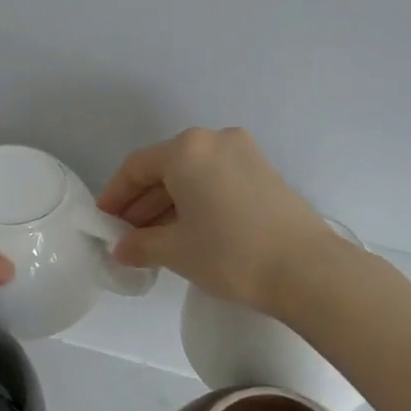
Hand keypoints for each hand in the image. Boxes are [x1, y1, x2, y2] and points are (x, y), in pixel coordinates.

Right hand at [96, 127, 339, 313]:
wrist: (306, 269)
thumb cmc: (230, 254)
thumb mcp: (176, 251)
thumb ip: (141, 244)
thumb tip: (122, 249)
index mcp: (187, 150)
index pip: (136, 167)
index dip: (115, 196)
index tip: (104, 222)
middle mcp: (215, 140)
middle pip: (165, 168)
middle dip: (142, 202)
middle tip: (126, 236)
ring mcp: (244, 154)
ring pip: (192, 175)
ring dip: (168, 205)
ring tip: (153, 240)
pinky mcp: (264, 172)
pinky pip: (216, 181)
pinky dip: (196, 202)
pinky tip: (187, 232)